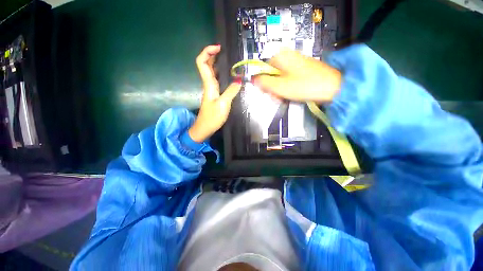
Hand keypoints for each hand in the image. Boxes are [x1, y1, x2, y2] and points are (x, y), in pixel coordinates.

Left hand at [188, 45, 241, 142]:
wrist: (204, 128)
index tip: (218, 48)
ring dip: (217, 63)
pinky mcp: (214, 95)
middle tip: (225, 52)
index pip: (202, 62)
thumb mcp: (224, 104)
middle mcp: (208, 84)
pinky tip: (229, 75)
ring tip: (229, 60)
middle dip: (213, 55)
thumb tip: (239, 80)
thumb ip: (231, 91)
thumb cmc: (212, 117)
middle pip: (206, 64)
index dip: (207, 52)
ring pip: (211, 72)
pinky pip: (216, 80)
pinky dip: (221, 74)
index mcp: (208, 84)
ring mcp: (211, 89)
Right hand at [253, 49, 341, 102]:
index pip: (263, 70)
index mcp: (281, 57)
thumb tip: (254, 80)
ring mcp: (295, 63)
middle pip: (271, 75)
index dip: (264, 83)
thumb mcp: (280, 86)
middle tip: (278, 97)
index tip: (269, 93)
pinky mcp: (301, 70)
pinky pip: (288, 79)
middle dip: (273, 88)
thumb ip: (265, 83)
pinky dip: (287, 87)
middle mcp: (287, 57)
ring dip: (279, 90)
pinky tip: (291, 94)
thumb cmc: (305, 85)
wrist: (333, 86)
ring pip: (279, 78)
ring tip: (286, 97)